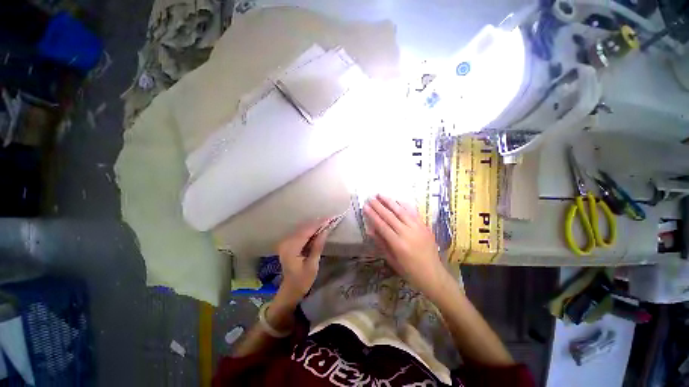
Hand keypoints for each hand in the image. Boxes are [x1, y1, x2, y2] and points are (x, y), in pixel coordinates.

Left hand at [276, 218, 332, 301]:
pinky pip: (300, 233)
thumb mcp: (312, 265)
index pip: (306, 232)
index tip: (329, 218)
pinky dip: (309, 230)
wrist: (290, 290)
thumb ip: (318, 246)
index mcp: (291, 248)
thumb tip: (325, 230)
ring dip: (314, 225)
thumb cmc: (302, 280)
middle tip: (330, 219)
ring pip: (302, 229)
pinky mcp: (287, 243)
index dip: (318, 224)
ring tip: (326, 222)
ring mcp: (285, 242)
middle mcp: (286, 242)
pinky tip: (318, 228)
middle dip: (317, 223)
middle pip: (303, 229)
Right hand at [364, 195, 448, 296]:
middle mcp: (407, 233)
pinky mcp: (424, 226)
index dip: (372, 215)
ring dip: (390, 202)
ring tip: (381, 195)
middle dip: (378, 206)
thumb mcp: (392, 260)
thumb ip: (381, 243)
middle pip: (390, 216)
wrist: (433, 274)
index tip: (365, 206)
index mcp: (398, 244)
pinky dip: (405, 205)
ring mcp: (417, 228)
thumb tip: (370, 229)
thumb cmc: (409, 271)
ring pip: (401, 211)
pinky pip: (413, 213)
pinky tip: (398, 200)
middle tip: (370, 198)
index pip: (382, 225)